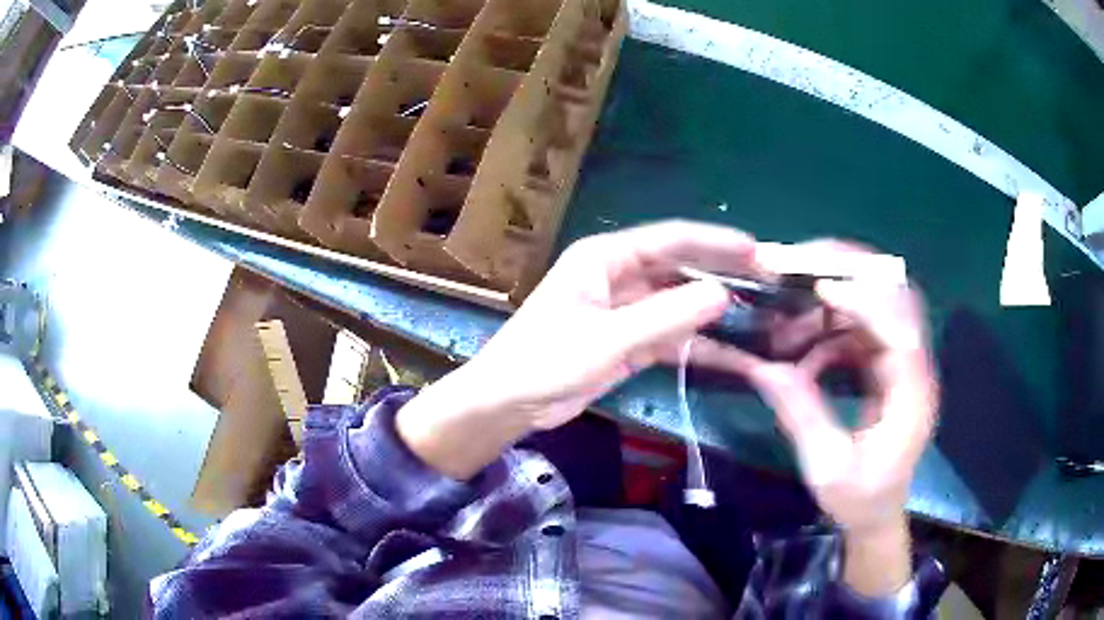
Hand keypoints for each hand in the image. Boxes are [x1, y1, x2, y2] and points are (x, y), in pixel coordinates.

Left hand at [397, 221, 761, 478]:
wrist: (507, 405)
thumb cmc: (545, 362)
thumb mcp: (607, 340)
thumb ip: (666, 317)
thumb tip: (724, 296)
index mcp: (605, 258)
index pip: (670, 239)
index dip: (715, 242)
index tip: (757, 249)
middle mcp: (618, 276)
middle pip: (680, 270)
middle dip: (723, 277)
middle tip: (768, 284)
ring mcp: (624, 311)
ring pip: (680, 304)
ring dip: (715, 314)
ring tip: (762, 318)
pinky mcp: (627, 342)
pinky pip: (671, 336)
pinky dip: (698, 345)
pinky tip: (733, 355)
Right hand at [728, 242, 937, 594]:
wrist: (877, 514)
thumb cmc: (860, 500)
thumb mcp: (827, 468)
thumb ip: (801, 415)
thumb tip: (763, 367)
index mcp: (912, 394)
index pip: (900, 326)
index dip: (864, 300)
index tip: (817, 289)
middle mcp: (913, 366)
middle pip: (894, 294)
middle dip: (848, 271)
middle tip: (795, 265)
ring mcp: (900, 361)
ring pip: (871, 305)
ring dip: (827, 303)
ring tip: (783, 322)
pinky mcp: (885, 364)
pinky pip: (856, 329)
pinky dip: (825, 330)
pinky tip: (798, 353)